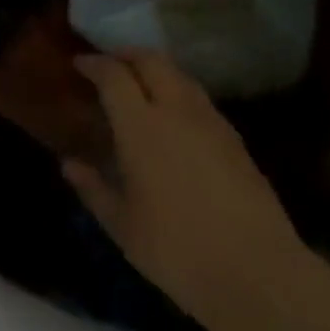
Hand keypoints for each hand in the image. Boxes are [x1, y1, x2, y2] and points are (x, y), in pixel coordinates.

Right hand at [64, 50, 304, 318]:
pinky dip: (179, 94)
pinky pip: (199, 99)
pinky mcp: (236, 140)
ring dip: (156, 70)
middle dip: (127, 55)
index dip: (94, 64)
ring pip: (179, 75)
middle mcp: (176, 110)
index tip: (80, 64)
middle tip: (111, 66)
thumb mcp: (123, 226)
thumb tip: (69, 164)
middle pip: (151, 60)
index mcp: (141, 125)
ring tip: (142, 88)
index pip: (114, 74)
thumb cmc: (178, 250)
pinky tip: (175, 120)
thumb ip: (93, 188)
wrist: (260, 275)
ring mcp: (211, 122)